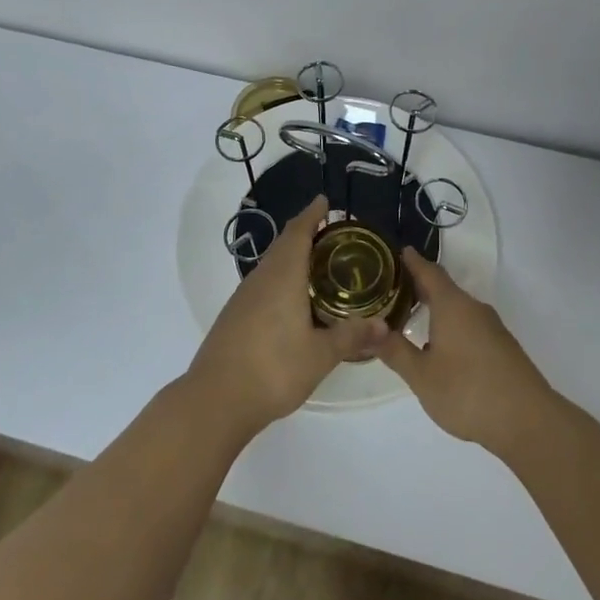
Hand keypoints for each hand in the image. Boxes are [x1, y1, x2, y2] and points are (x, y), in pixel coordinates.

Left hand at [187, 198, 388, 438]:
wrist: (216, 399)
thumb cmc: (273, 369)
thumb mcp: (320, 355)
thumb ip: (351, 337)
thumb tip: (383, 325)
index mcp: (282, 277)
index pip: (298, 233)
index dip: (311, 215)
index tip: (324, 201)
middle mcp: (260, 279)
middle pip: (283, 246)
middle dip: (304, 233)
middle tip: (330, 233)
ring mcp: (243, 298)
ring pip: (271, 266)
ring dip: (291, 257)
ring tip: (316, 265)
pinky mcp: (234, 317)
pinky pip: (262, 285)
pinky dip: (281, 280)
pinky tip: (292, 300)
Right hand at [378, 249, 554, 456]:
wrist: (528, 421)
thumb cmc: (467, 391)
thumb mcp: (421, 375)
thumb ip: (394, 351)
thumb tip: (367, 331)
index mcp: (452, 306)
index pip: (429, 272)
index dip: (412, 262)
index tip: (397, 252)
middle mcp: (473, 309)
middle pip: (444, 289)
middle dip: (420, 287)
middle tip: (393, 289)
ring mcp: (492, 328)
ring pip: (458, 309)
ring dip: (436, 309)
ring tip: (412, 318)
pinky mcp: (502, 348)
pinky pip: (470, 326)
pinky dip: (451, 326)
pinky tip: (441, 347)